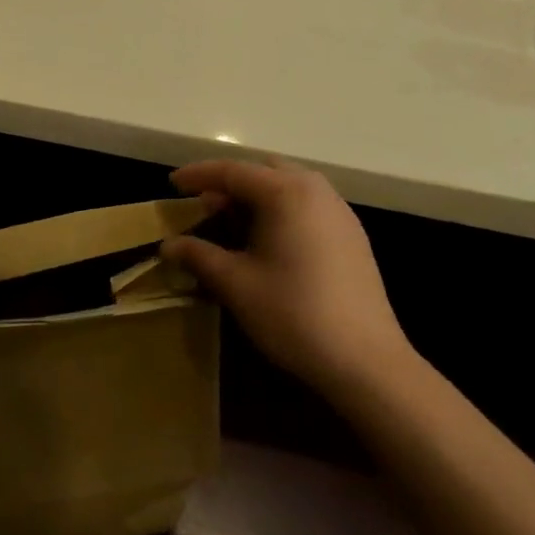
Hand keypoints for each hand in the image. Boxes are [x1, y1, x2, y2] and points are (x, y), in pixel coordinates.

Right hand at [161, 159, 410, 393]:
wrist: (367, 363)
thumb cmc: (293, 314)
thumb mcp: (236, 284)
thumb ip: (198, 255)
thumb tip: (167, 245)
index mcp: (286, 193)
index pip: (232, 171)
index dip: (198, 175)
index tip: (172, 185)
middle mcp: (316, 191)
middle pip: (264, 170)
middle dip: (230, 183)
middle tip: (204, 206)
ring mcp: (339, 213)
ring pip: (290, 186)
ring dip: (257, 196)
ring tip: (232, 223)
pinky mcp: (352, 237)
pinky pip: (308, 205)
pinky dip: (280, 210)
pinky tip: (268, 242)